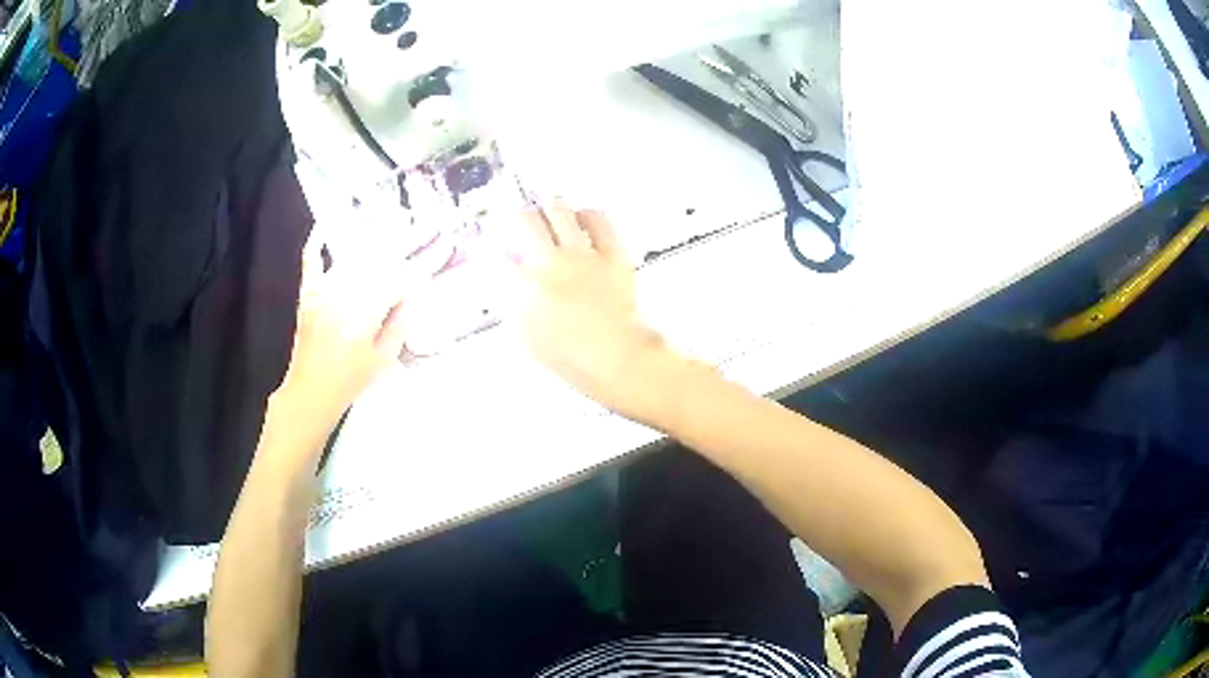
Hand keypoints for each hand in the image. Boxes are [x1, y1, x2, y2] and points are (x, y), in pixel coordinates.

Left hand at [266, 231, 408, 452]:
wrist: (311, 392)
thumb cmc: (350, 380)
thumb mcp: (384, 357)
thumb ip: (399, 323)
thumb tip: (409, 295)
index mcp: (366, 312)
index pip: (400, 279)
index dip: (422, 264)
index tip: (440, 248)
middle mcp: (344, 294)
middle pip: (377, 260)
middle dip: (401, 243)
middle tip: (420, 229)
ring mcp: (323, 291)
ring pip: (351, 258)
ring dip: (370, 239)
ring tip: (388, 221)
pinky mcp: (308, 294)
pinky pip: (312, 262)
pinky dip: (316, 244)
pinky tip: (323, 227)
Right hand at [515, 200, 679, 422]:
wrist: (616, 356)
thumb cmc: (570, 355)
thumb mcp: (527, 334)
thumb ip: (511, 300)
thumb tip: (504, 272)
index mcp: (525, 287)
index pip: (498, 252)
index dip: (492, 245)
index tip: (494, 244)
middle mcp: (550, 263)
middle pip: (525, 220)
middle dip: (519, 219)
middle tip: (523, 224)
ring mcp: (582, 255)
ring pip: (559, 210)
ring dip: (550, 210)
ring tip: (551, 215)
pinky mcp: (612, 252)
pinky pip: (597, 218)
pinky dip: (586, 215)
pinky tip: (582, 220)